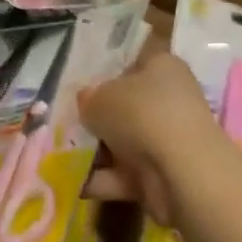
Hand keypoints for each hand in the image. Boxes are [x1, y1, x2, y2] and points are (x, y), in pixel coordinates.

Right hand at [78, 46, 224, 227]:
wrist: (180, 173)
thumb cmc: (141, 114)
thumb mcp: (100, 97)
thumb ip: (89, 98)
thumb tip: (87, 100)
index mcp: (162, 66)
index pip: (138, 58)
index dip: (114, 66)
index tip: (87, 78)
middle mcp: (169, 99)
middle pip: (128, 103)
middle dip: (100, 114)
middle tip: (68, 119)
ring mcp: (167, 139)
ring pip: (125, 140)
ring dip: (98, 150)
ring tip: (61, 153)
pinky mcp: (163, 175)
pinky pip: (125, 174)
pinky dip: (103, 179)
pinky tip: (74, 183)